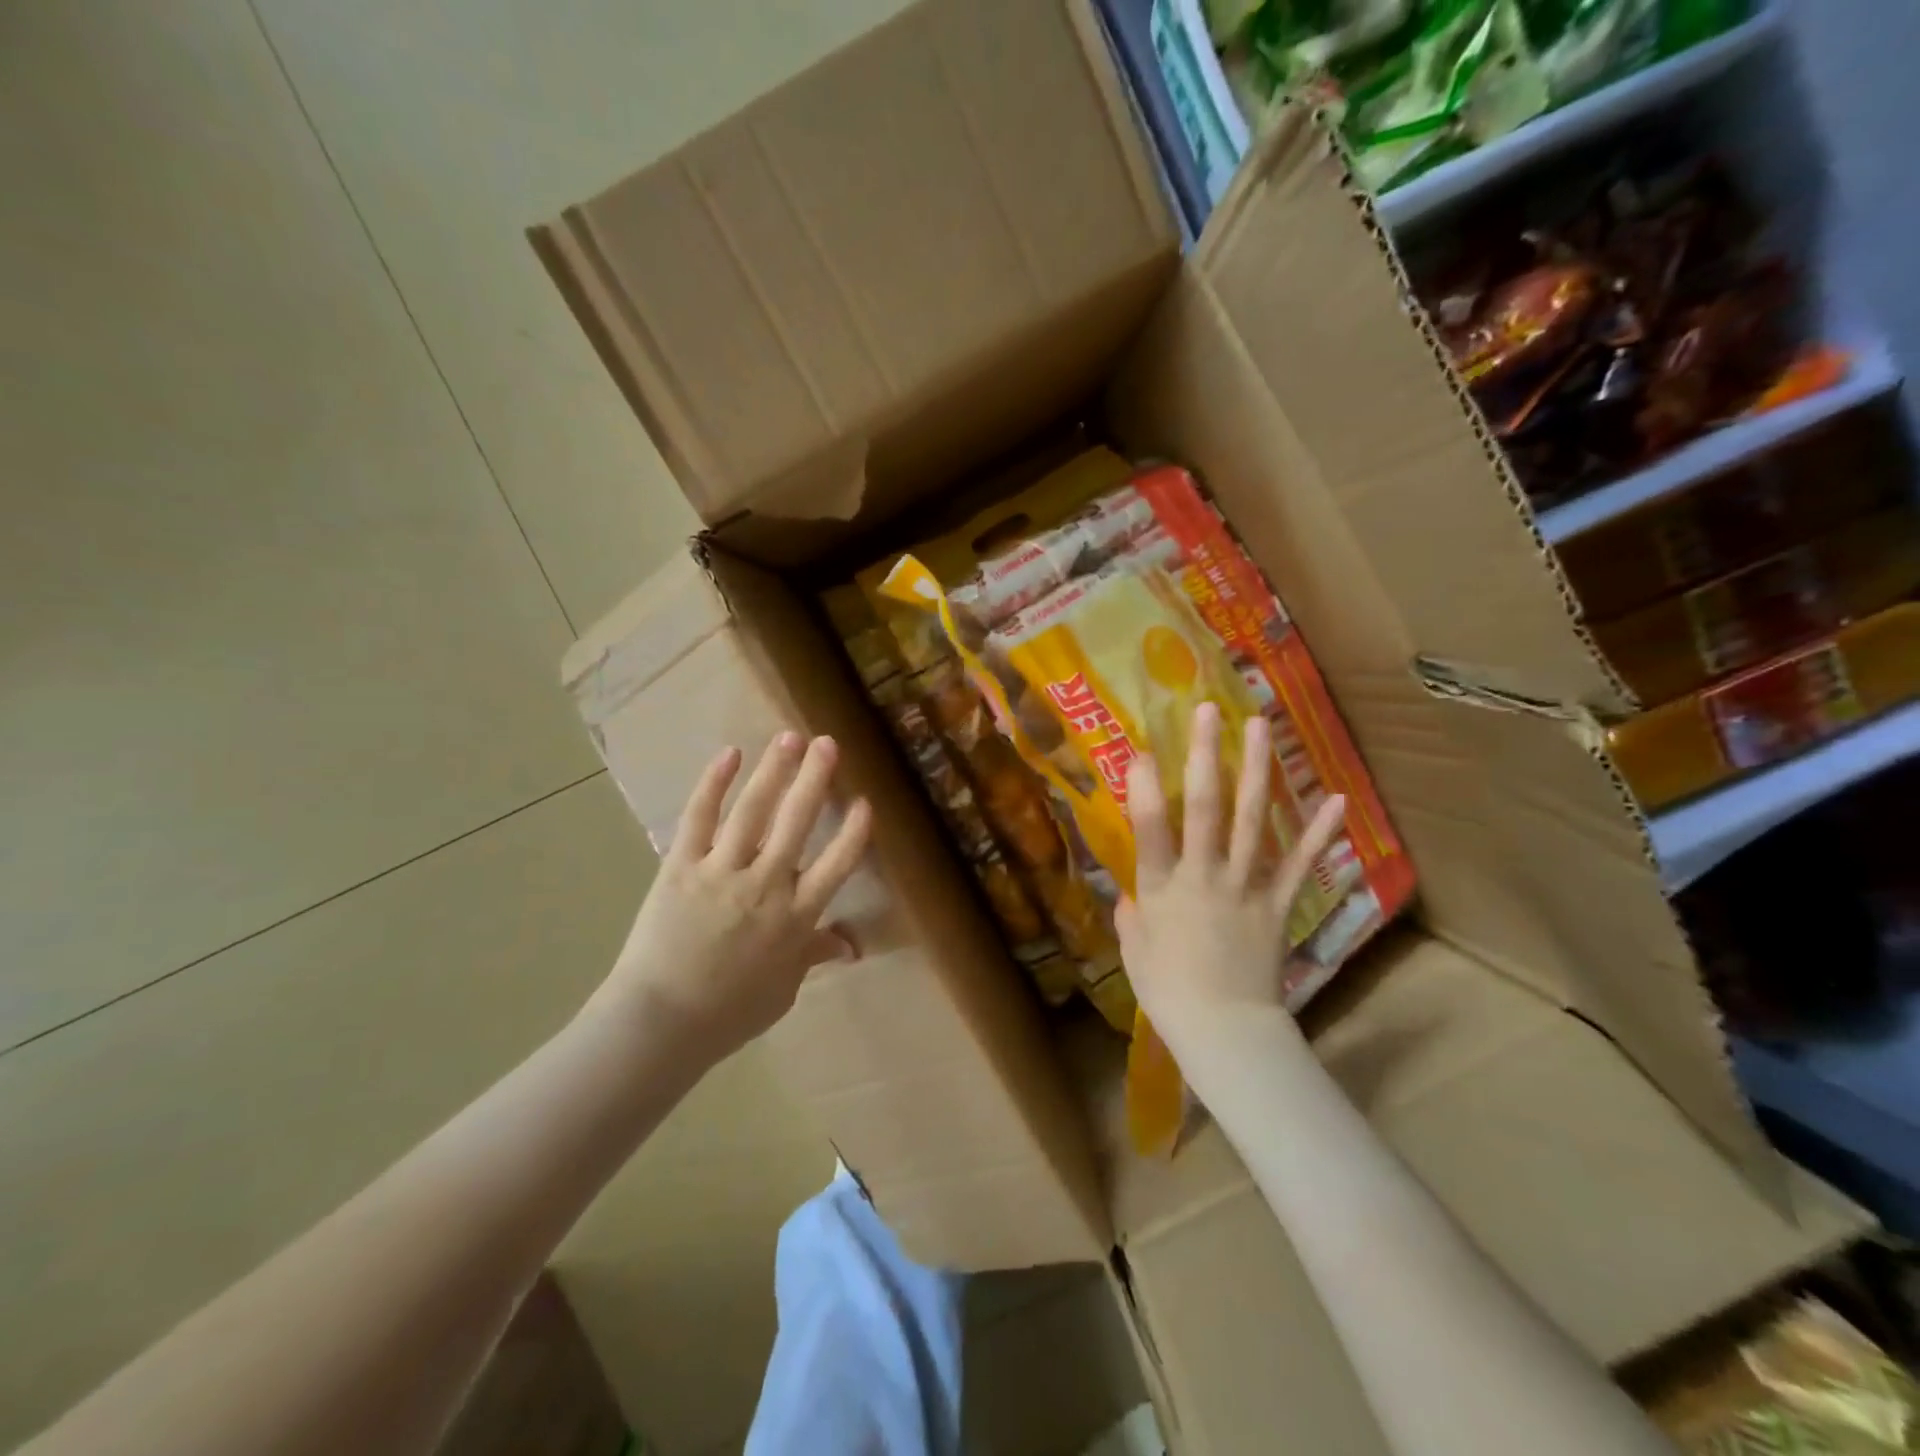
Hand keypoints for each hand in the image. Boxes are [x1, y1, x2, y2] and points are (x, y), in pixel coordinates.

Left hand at [587, 733, 872, 1066]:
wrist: (660, 1023)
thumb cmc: (729, 1012)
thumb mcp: (783, 989)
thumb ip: (813, 955)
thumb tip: (850, 945)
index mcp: (796, 917)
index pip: (837, 865)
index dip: (854, 832)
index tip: (864, 802)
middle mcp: (766, 885)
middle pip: (797, 822)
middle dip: (815, 779)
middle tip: (827, 743)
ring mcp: (722, 871)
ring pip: (753, 811)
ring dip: (774, 771)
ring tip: (788, 738)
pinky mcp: (681, 866)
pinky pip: (699, 818)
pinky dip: (713, 784)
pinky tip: (729, 756)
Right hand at [1116, 702, 1346, 1046]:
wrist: (1226, 1032)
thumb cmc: (1168, 992)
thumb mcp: (1134, 950)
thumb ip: (1131, 914)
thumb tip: (1129, 894)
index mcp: (1162, 888)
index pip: (1151, 828)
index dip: (1147, 786)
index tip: (1143, 748)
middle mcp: (1204, 876)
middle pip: (1206, 807)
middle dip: (1206, 755)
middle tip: (1208, 710)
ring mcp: (1246, 886)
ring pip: (1252, 820)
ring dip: (1257, 770)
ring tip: (1260, 726)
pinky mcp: (1278, 903)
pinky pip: (1300, 863)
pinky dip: (1318, 831)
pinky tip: (1334, 797)